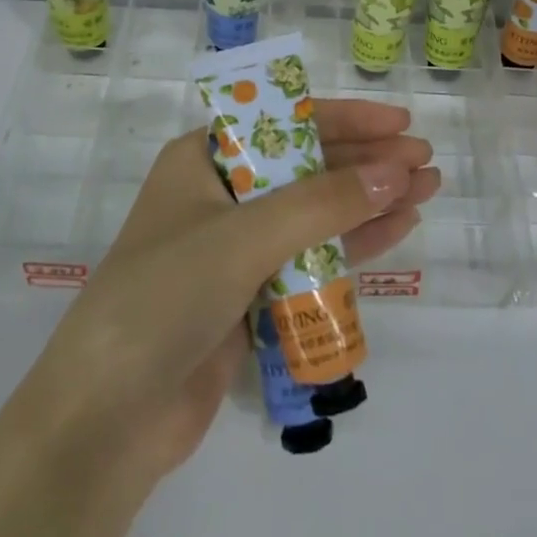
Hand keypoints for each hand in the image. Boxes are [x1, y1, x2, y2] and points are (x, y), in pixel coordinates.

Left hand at [8, 100, 439, 490]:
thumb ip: (323, 203)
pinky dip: (353, 244)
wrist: (109, 418)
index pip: (283, 122)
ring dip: (368, 201)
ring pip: (315, 213)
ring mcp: (236, 249)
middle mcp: (221, 195)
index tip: (398, 119)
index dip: (345, 118)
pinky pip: (312, 258)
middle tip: (424, 159)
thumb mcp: (244, 237)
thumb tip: (396, 172)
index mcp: (202, 161)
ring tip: (426, 190)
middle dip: (365, 162)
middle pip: (306, 166)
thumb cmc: (165, 298)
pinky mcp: (251, 296)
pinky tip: (397, 230)